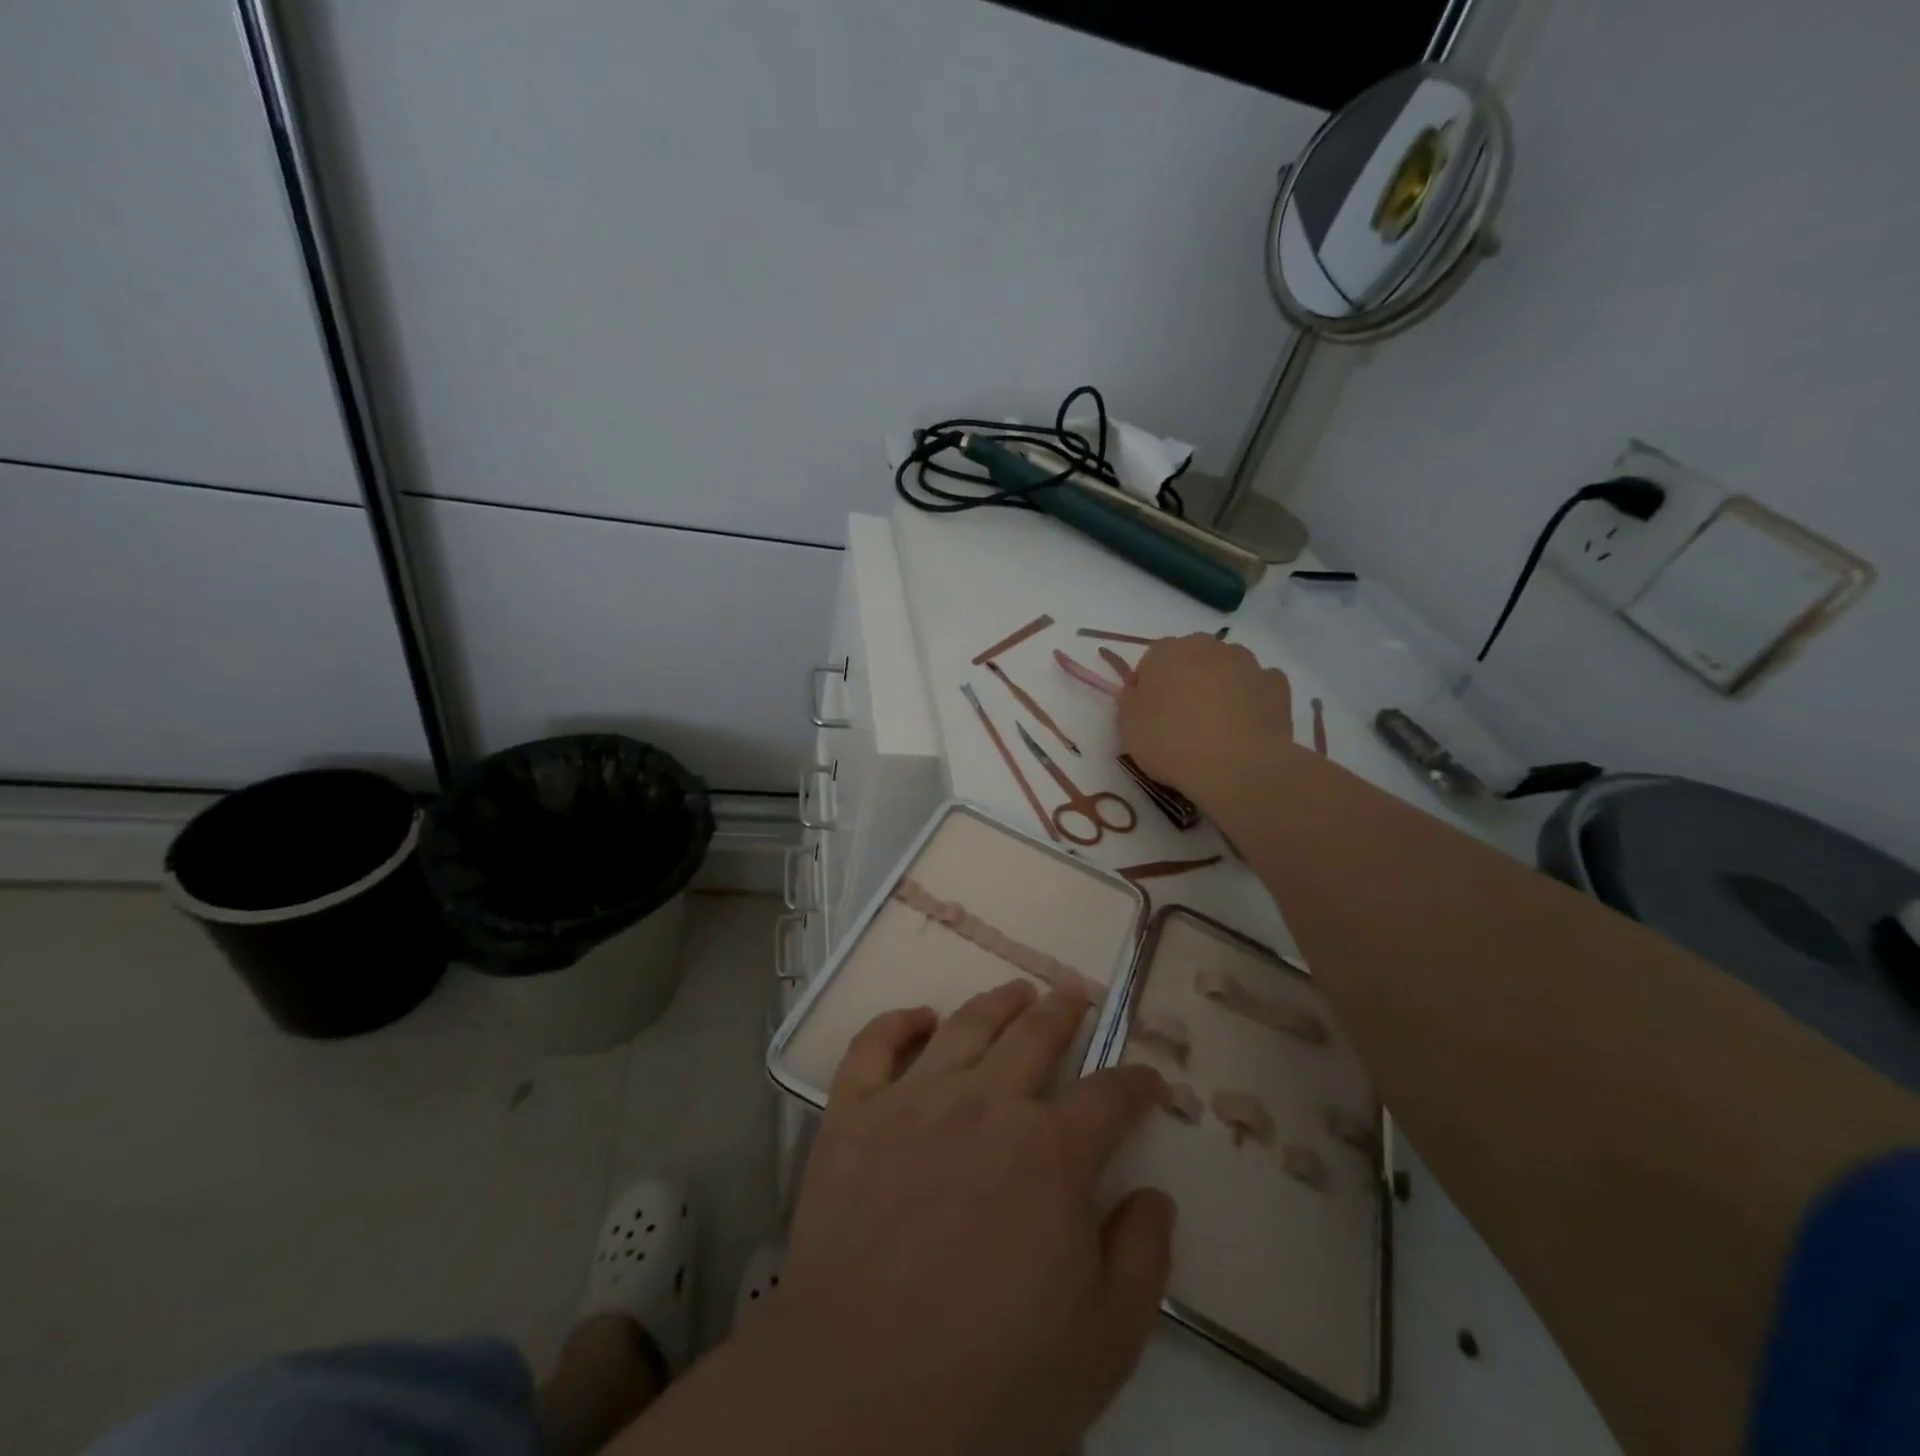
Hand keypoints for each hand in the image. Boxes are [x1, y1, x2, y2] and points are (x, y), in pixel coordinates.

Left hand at [771, 980, 1173, 1455]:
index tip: (1148, 1079)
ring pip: (965, 1025)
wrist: (859, 1395)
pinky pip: (873, 1047)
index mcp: (1051, 1152)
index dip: (1136, 1084)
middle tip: (1073, 991)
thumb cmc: (993, 1378)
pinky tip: (917, 1016)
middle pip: (1034, 1035)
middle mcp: (985, 1104)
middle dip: (1062, 1010)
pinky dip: (897, 1022)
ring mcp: (913, 1101)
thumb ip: (1142, 1259)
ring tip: (1016, 991)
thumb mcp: (1104, 1343)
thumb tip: (1154, 1195)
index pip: (1110, 1097)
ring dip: (996, 1002)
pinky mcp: (852, 1115)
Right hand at [1118, 633, 1295, 808]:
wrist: (1237, 767)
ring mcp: (1246, 663)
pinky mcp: (1276, 684)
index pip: (1151, 660)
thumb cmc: (1172, 744)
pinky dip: (1251, 697)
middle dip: (1186, 679)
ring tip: (1216, 723)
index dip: (1148, 686)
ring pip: (1226, 667)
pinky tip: (1245, 723)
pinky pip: (1257, 684)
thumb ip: (1130, 699)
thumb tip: (1139, 689)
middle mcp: (1208, 647)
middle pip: (1191, 657)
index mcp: (1167, 652)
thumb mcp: (1128, 727)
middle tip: (1181, 717)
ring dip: (1219, 684)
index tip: (1148, 713)